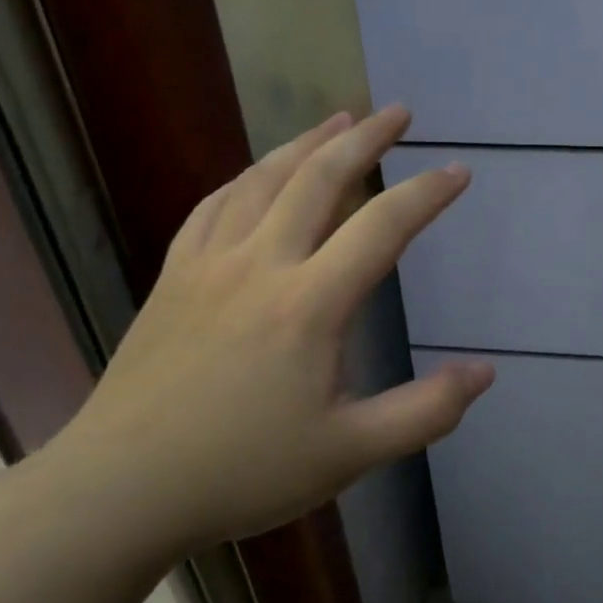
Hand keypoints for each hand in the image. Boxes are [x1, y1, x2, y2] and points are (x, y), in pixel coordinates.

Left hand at [41, 106, 493, 555]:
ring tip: (338, 119)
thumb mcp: (349, 454)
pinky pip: (212, 207)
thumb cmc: (241, 472)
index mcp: (309, 304)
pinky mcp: (173, 278)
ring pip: (263, 180)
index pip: (382, 227)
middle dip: (365, 139)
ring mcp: (209, 265)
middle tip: (399, 112)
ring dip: (306, 143)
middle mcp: (260, 265)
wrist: (117, 489)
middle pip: (319, 179)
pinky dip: (245, 179)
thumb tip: (485, 372)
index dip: (427, 193)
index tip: (458, 170)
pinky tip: (257, 174)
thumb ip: (425, 412)